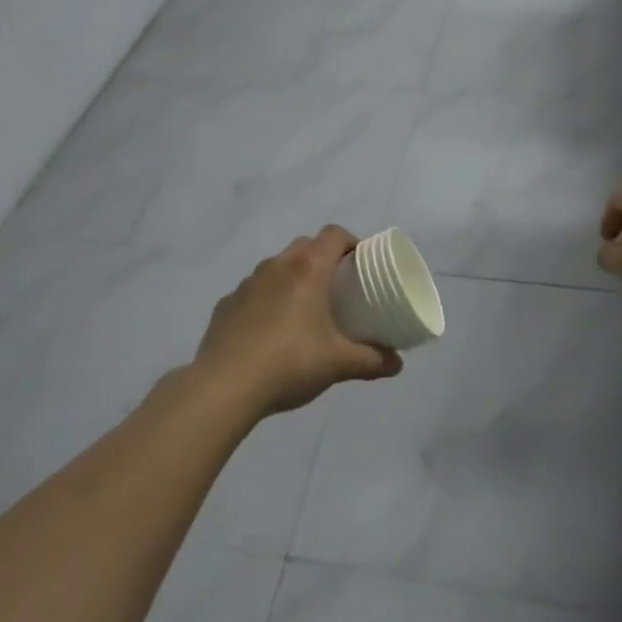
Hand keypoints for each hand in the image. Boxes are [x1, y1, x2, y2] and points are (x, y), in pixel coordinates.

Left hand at [193, 226, 402, 416]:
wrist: (224, 386)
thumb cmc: (290, 363)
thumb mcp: (338, 363)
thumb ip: (372, 360)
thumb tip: (397, 363)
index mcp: (308, 269)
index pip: (334, 235)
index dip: (351, 242)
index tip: (361, 263)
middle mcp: (276, 266)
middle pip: (305, 246)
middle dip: (323, 258)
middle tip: (337, 287)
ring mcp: (246, 284)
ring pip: (276, 267)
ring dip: (292, 278)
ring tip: (303, 310)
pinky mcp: (225, 305)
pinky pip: (253, 292)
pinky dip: (266, 300)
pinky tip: (269, 331)